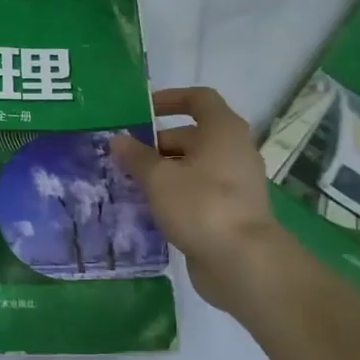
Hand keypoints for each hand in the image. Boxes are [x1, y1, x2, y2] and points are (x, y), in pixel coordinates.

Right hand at [110, 87, 288, 315]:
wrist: (242, 261)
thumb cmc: (200, 205)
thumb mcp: (159, 178)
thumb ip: (136, 157)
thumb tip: (118, 140)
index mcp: (222, 131)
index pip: (198, 99)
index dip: (170, 99)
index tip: (141, 110)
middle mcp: (233, 151)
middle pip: (191, 136)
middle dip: (155, 144)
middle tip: (122, 158)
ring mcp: (233, 183)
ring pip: (191, 167)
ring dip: (161, 172)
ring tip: (127, 184)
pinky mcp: (228, 211)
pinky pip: (195, 192)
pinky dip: (173, 195)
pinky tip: (146, 209)